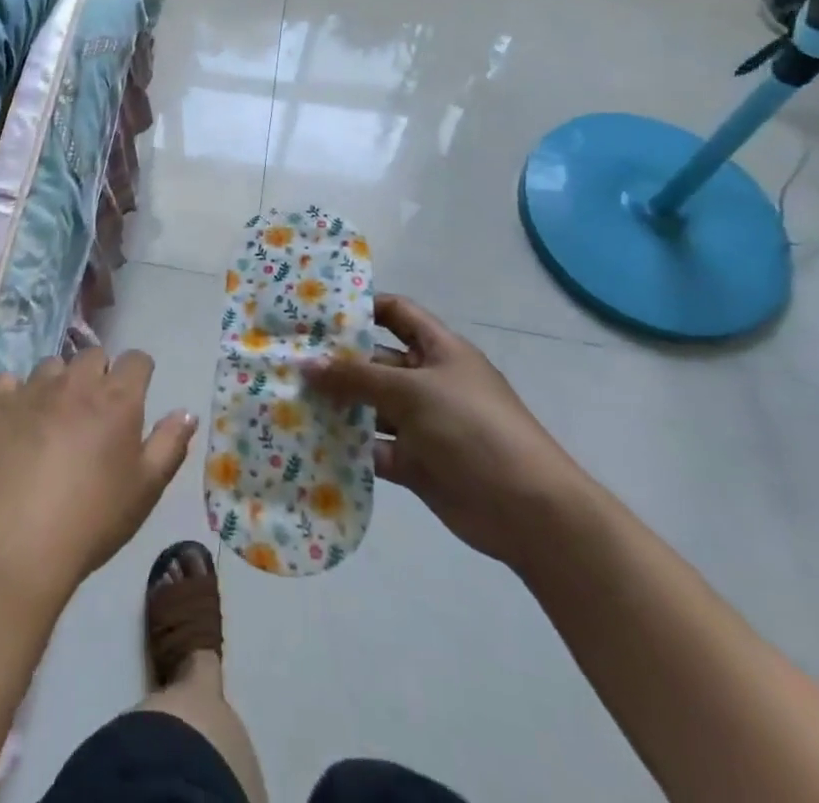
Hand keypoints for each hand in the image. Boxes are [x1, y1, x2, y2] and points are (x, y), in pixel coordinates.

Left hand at [0, 350, 197, 608]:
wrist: (16, 541)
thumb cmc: (92, 519)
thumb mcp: (146, 489)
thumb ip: (170, 445)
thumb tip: (187, 412)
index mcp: (118, 398)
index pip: (137, 360)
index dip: (139, 374)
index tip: (135, 395)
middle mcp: (77, 381)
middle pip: (94, 355)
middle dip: (99, 374)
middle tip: (95, 412)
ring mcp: (34, 388)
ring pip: (52, 365)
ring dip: (58, 382)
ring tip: (54, 416)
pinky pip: (7, 380)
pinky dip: (14, 393)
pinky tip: (15, 417)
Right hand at [305, 294, 595, 570]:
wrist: (530, 512)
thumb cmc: (474, 429)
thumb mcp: (413, 392)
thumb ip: (357, 378)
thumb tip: (307, 364)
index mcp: (438, 350)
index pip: (396, 312)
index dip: (362, 308)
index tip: (318, 312)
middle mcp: (428, 380)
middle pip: (376, 361)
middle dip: (337, 361)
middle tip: (288, 358)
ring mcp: (421, 423)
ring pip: (370, 406)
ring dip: (338, 404)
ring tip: (288, 397)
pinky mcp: (415, 462)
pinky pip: (374, 447)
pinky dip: (348, 446)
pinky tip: (311, 440)